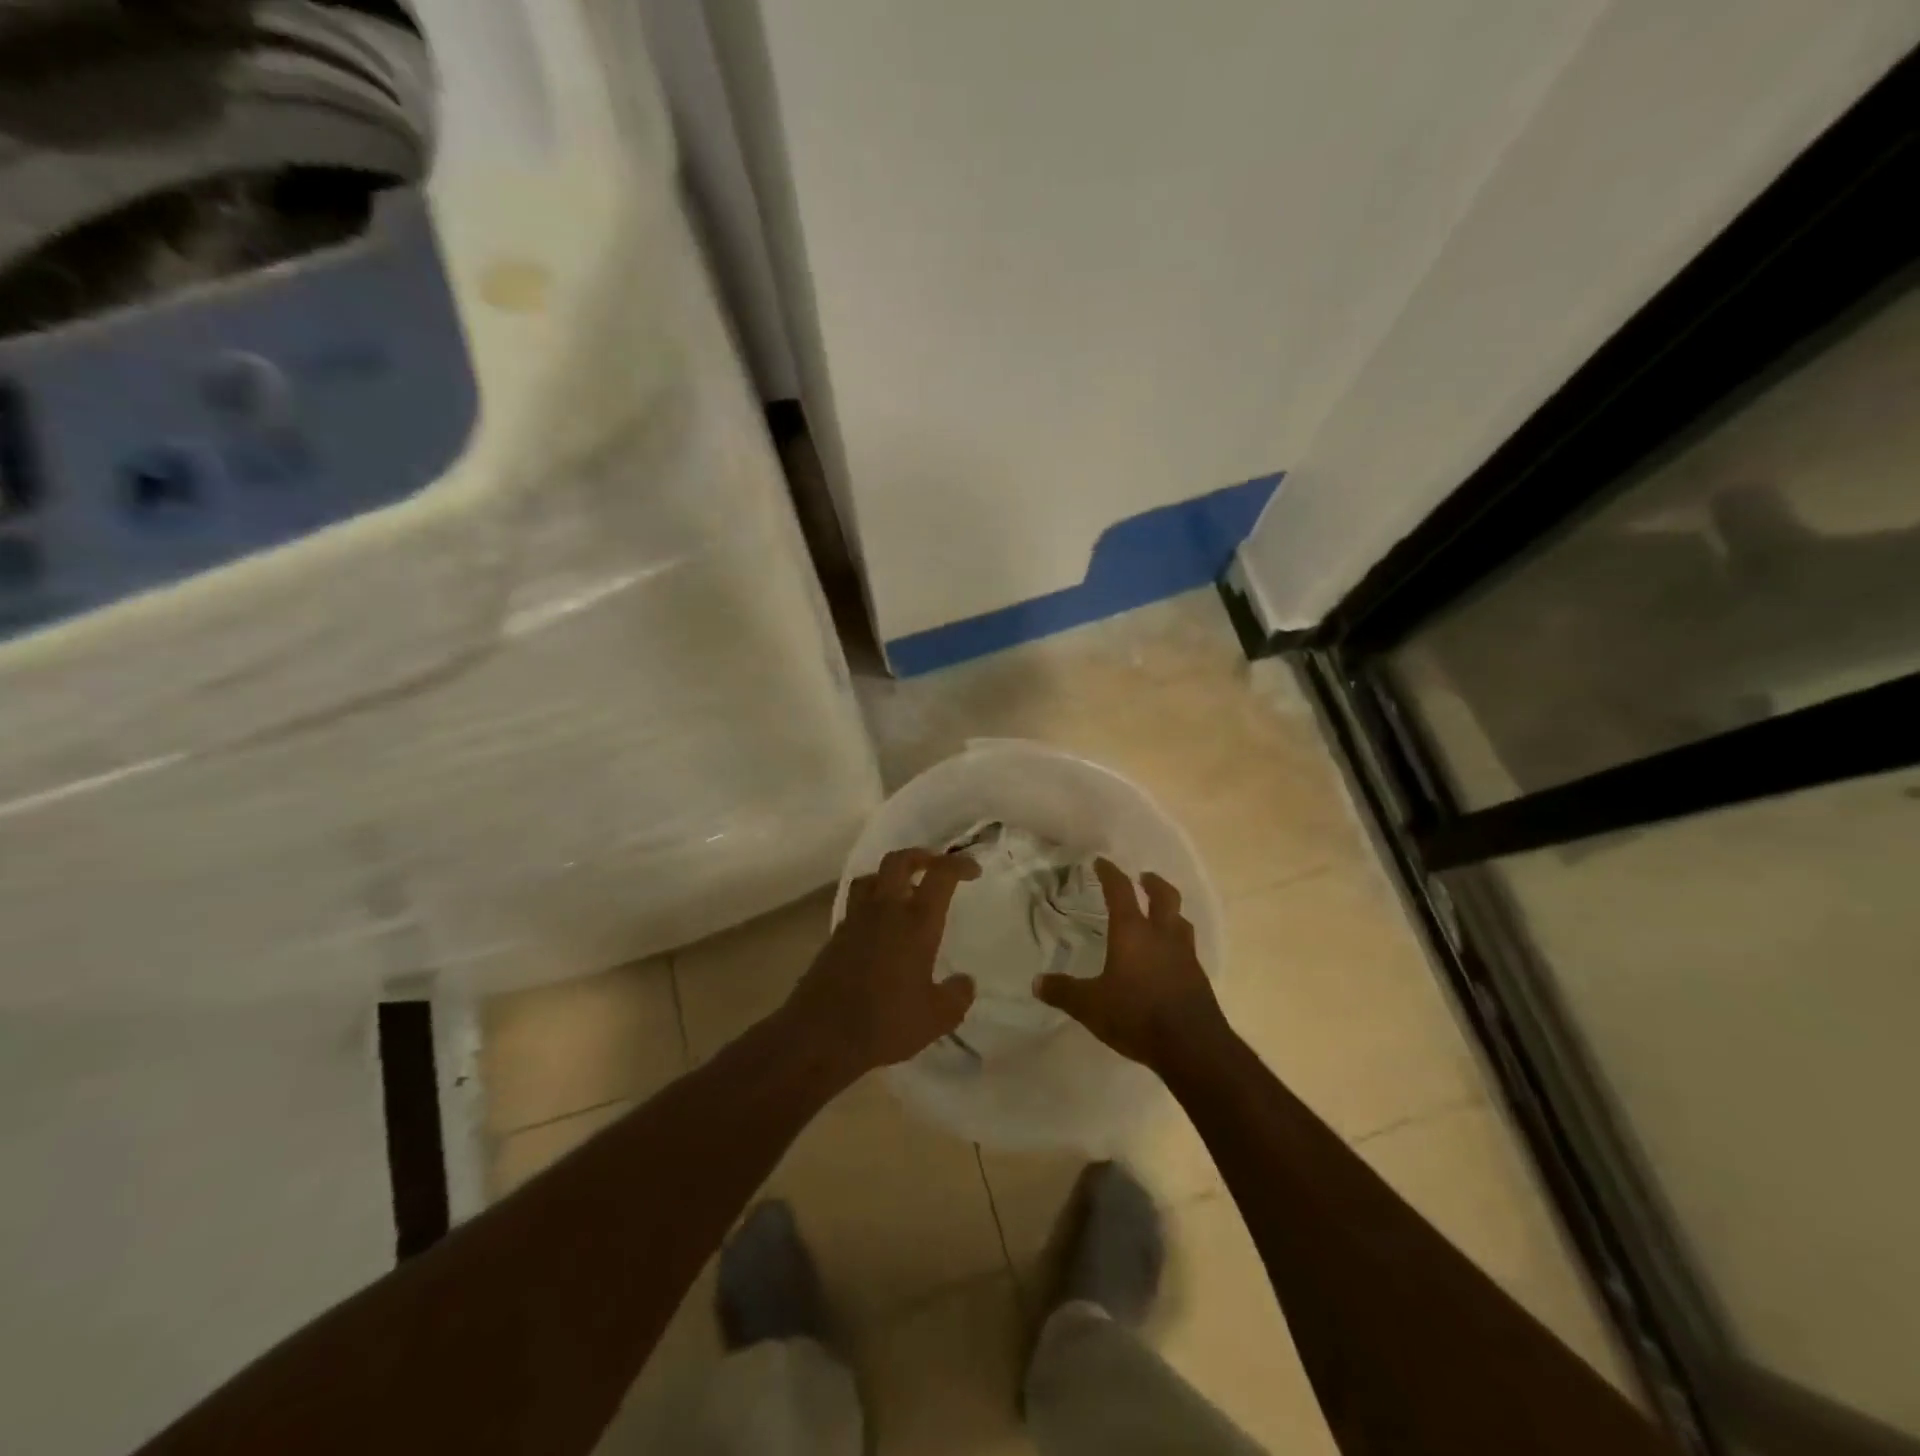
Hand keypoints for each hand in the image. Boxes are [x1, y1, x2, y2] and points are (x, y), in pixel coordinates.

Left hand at [783, 848, 980, 1079]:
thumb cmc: (885, 1024)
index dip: (959, 865)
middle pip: (898, 861)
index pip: (940, 875)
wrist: (820, 1037)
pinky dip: (871, 904)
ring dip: (890, 876)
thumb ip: (957, 996)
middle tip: (934, 866)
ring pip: (871, 878)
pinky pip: (856, 906)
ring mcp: (855, 921)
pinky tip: (879, 928)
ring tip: (903, 891)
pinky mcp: (835, 937)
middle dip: (920, 856)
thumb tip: (964, 982)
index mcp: (916, 923)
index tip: (972, 871)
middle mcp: (884, 911)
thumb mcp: (936, 1018)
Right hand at [1034, 857, 1228, 1071]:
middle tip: (1143, 877)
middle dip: (1152, 883)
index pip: (1120, 890)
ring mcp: (1184, 955)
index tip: (1101, 862)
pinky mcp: (1197, 977)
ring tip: (1161, 913)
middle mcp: (1162, 935)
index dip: (1110, 873)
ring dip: (1170, 911)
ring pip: (1180, 920)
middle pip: (1164, 896)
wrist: (1192, 1046)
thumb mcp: (1090, 1006)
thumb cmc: (1136, 1015)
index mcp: (1132, 931)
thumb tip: (1037, 982)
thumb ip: (1064, 991)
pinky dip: (1176, 941)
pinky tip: (1169, 955)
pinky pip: (1187, 948)